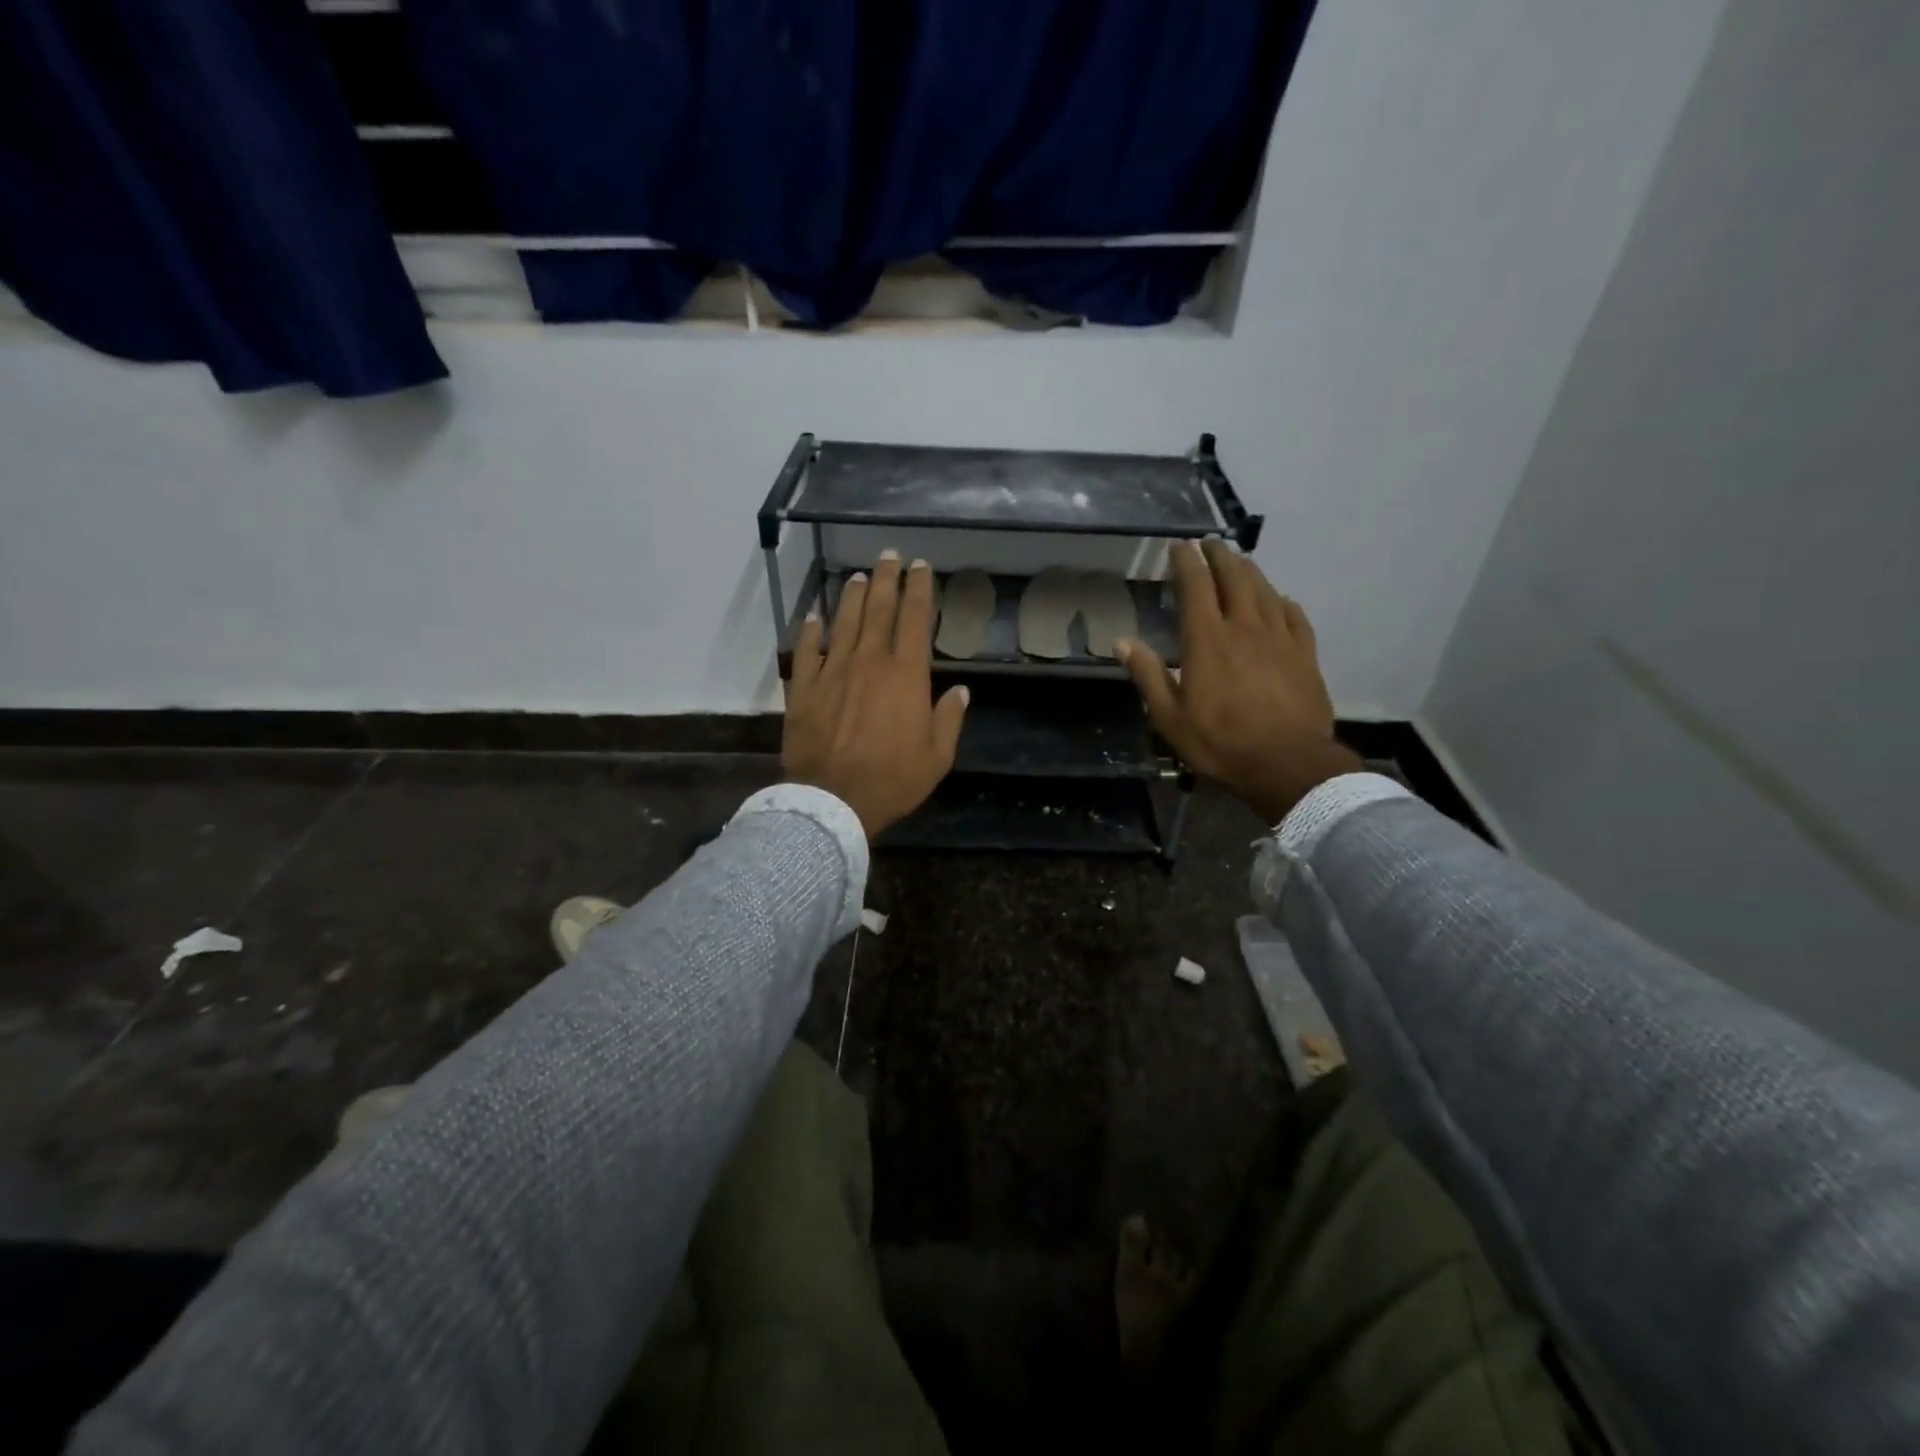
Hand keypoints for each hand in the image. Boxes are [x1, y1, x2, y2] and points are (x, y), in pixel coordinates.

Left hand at [783, 551, 969, 839]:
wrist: (832, 800)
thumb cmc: (892, 780)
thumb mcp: (937, 757)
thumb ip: (949, 719)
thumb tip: (961, 690)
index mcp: (906, 675)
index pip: (914, 619)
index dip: (918, 589)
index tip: (920, 566)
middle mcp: (869, 661)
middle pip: (877, 609)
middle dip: (886, 578)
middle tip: (889, 555)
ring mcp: (832, 671)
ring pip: (843, 622)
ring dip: (851, 596)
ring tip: (857, 576)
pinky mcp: (803, 688)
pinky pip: (806, 650)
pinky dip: (811, 630)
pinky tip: (814, 616)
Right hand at [1118, 539, 1359, 823]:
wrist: (1287, 763)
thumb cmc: (1220, 742)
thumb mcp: (1169, 717)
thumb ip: (1147, 675)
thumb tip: (1122, 641)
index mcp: (1206, 640)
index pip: (1195, 585)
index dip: (1186, 561)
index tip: (1178, 546)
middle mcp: (1244, 627)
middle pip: (1234, 577)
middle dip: (1220, 555)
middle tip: (1210, 544)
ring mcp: (1279, 637)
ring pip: (1264, 590)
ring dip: (1249, 570)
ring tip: (1239, 560)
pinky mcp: (1305, 653)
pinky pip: (1294, 615)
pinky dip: (1282, 601)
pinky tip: (1280, 599)